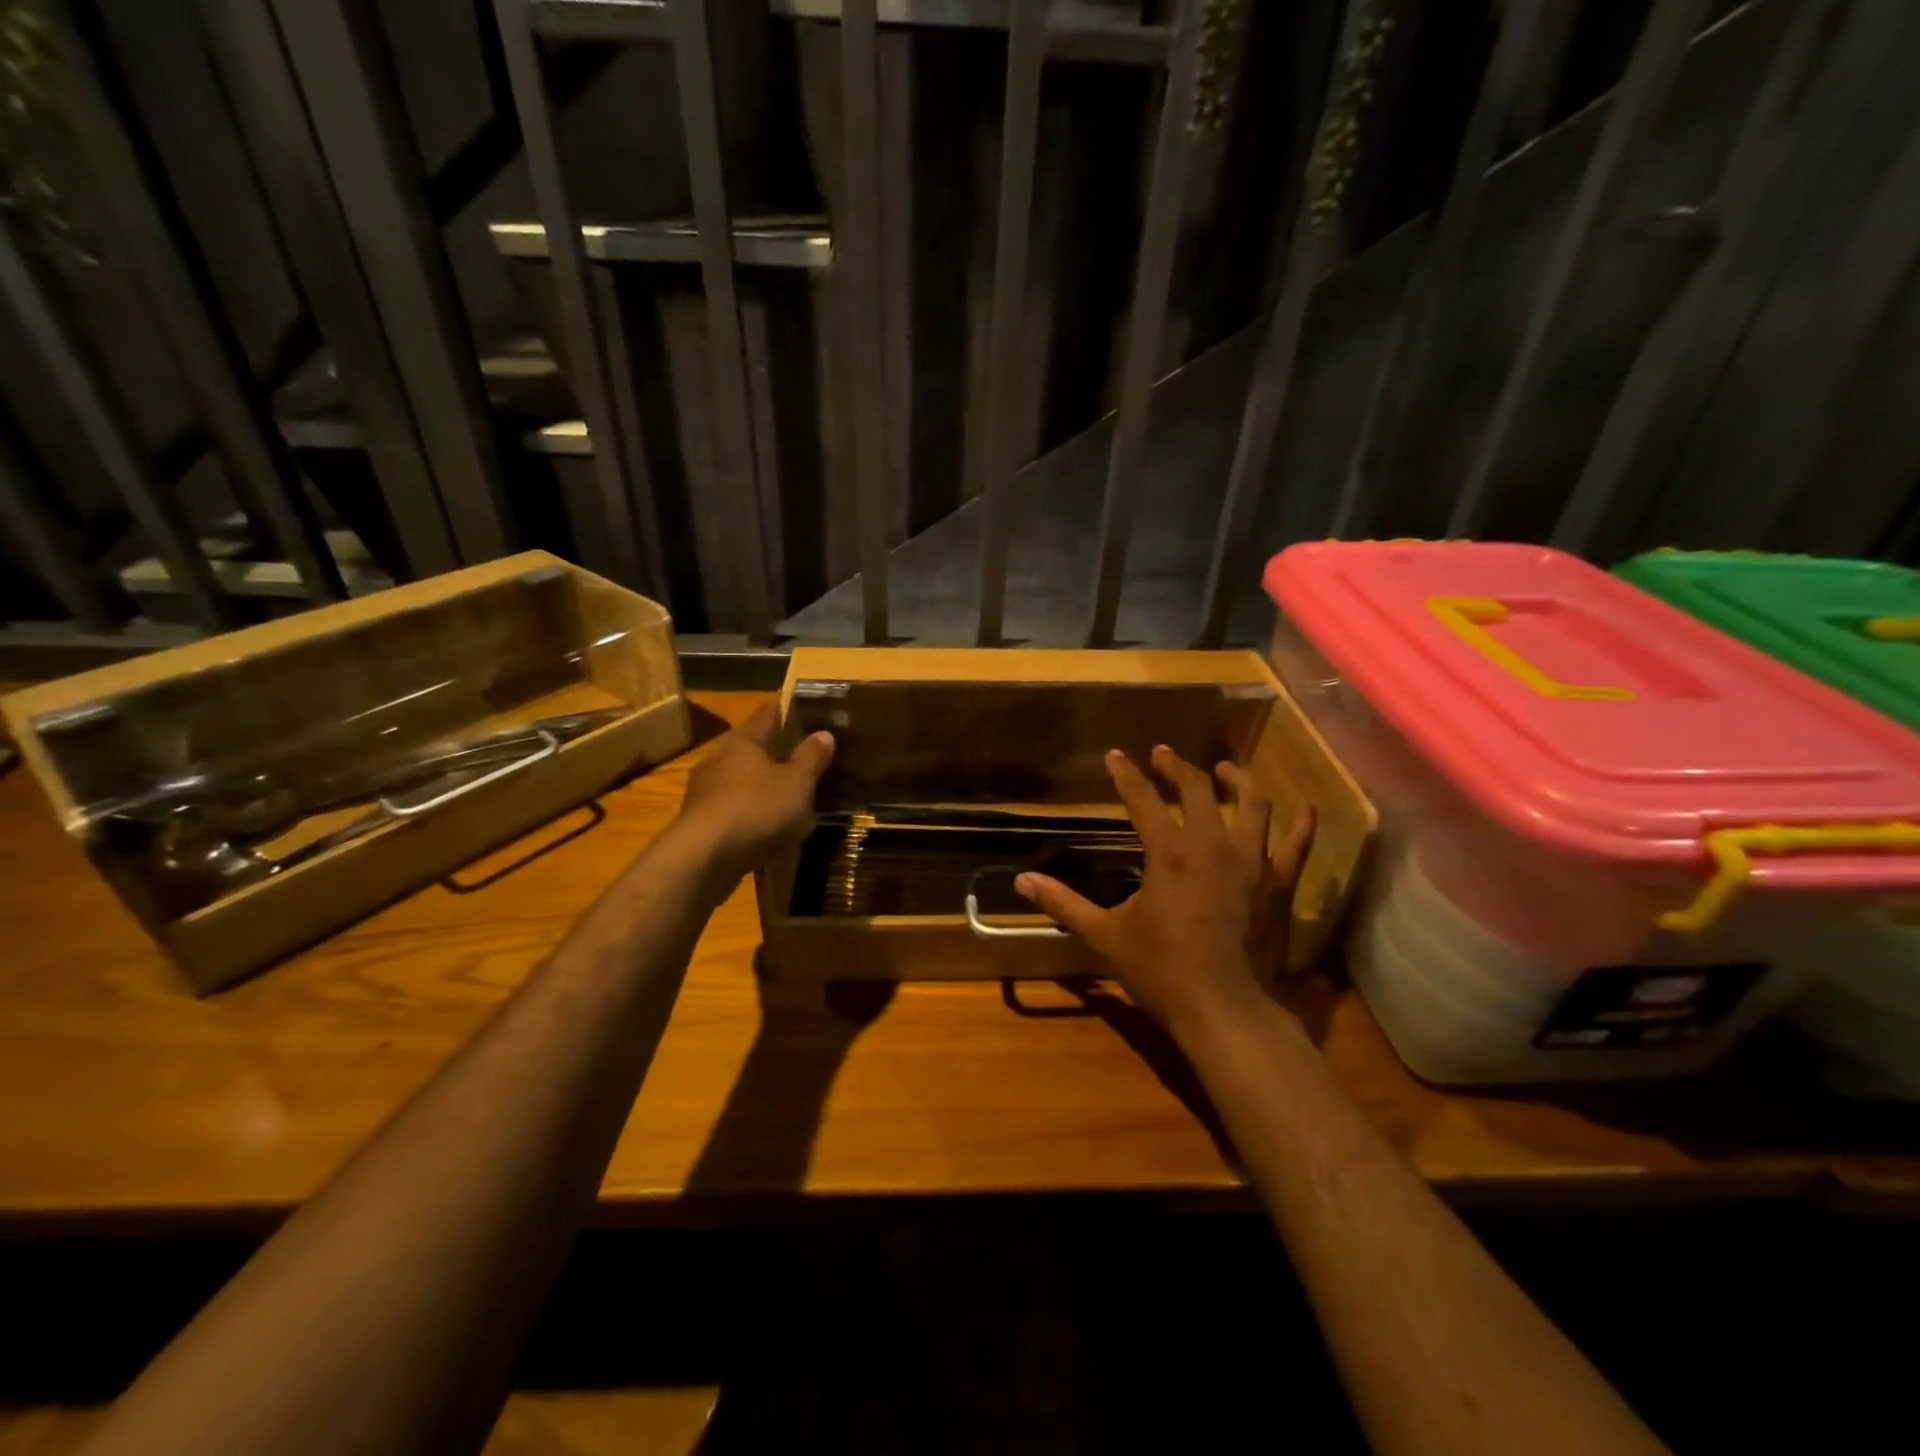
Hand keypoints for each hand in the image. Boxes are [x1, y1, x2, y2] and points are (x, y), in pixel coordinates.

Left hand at [676, 702, 833, 880]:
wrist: (704, 859)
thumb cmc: (756, 809)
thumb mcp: (797, 784)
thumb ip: (811, 758)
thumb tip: (824, 733)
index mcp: (743, 741)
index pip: (768, 713)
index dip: (787, 709)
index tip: (806, 708)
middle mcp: (718, 758)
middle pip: (751, 747)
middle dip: (774, 751)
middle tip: (802, 757)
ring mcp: (703, 790)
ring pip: (739, 779)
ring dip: (759, 784)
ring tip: (786, 794)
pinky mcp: (698, 821)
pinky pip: (731, 808)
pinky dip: (748, 811)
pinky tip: (764, 825)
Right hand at [1016, 745, 1312, 1037]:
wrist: (1225, 1010)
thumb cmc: (1162, 970)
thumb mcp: (1105, 935)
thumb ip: (1064, 904)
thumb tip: (1021, 881)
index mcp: (1169, 852)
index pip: (1143, 800)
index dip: (1127, 775)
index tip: (1116, 756)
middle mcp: (1212, 845)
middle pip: (1196, 790)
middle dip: (1177, 767)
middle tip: (1163, 754)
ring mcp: (1252, 863)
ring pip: (1252, 805)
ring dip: (1237, 781)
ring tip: (1225, 769)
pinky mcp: (1279, 885)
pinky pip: (1297, 846)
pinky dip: (1303, 824)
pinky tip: (1306, 806)